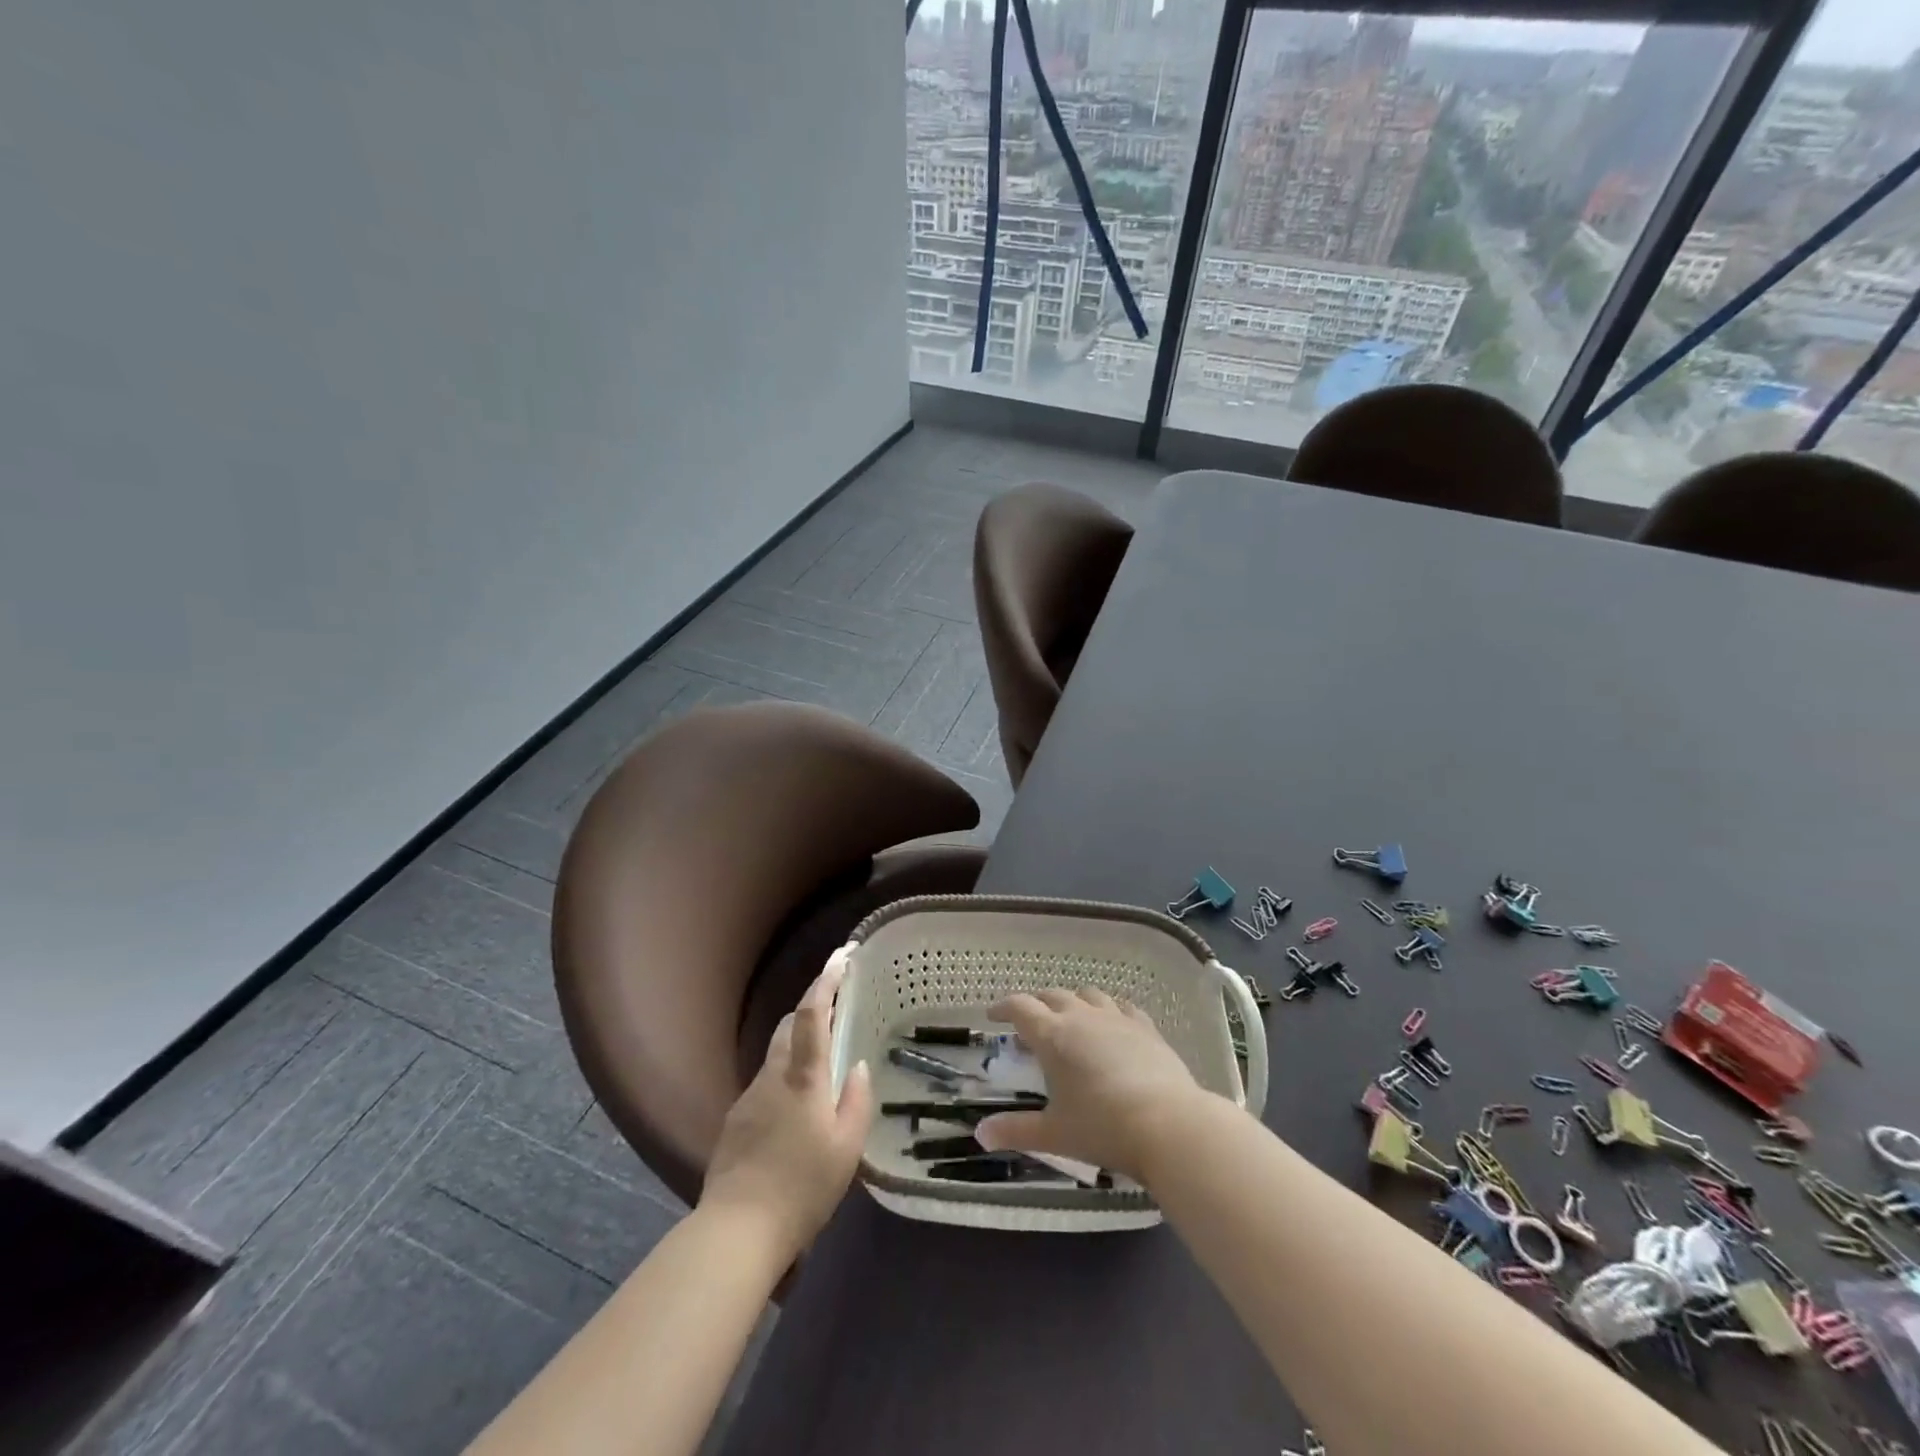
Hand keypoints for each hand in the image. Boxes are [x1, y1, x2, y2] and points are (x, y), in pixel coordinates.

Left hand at [700, 961, 873, 1259]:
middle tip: (838, 1015)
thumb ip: (856, 1101)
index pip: (813, 1014)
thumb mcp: (846, 1149)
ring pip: (776, 1056)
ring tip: (821, 1072)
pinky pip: (765, 1084)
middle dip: (812, 1010)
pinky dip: (784, 1081)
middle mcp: (772, 1076)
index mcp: (803, 1077)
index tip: (841, 956)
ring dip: (798, 1049)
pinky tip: (795, 1115)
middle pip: (789, 1026)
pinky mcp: (735, 1121)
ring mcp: (748, 1097)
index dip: (826, 980)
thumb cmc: (802, 1188)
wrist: (736, 1232)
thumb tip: (855, 1067)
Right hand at [973, 988, 1209, 1181]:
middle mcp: (1082, 1017)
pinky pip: (1121, 1006)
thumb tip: (980, 1134)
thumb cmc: (1103, 1128)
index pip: (1021, 1008)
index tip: (993, 1016)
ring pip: (1087, 994)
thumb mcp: (1054, 1134)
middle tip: (1028, 1021)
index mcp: (1053, 1036)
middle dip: (1036, 1004)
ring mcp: (1116, 1019)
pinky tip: (1111, 1023)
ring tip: (1068, 1018)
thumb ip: (1016, 1130)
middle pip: (1052, 996)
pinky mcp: (1145, 1027)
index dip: (1004, 1008)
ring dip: (1072, 1001)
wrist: (1168, 1124)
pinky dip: (1108, 1009)